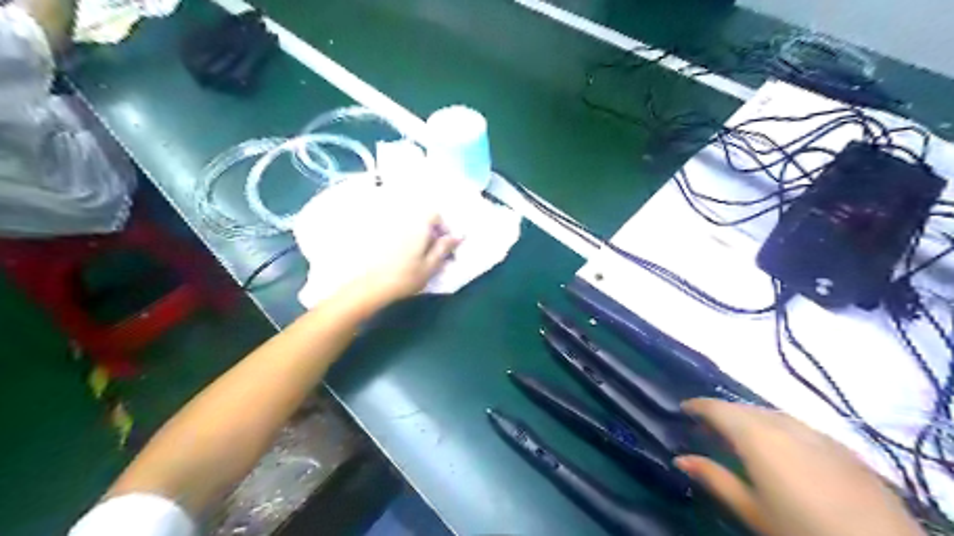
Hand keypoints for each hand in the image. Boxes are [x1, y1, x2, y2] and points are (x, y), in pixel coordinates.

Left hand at [350, 211, 460, 307]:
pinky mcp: (377, 236)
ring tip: (418, 258)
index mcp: (418, 226)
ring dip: (417, 238)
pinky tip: (402, 258)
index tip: (445, 245)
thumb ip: (444, 248)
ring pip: (409, 228)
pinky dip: (404, 241)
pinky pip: (397, 233)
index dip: (443, 228)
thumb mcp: (431, 265)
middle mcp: (403, 222)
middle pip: (422, 220)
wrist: (370, 286)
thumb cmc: (405, 277)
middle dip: (431, 233)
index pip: (435, 215)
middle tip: (433, 255)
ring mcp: (389, 228)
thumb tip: (459, 235)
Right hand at [670, 398, 924, 534]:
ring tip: (739, 434)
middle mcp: (783, 424)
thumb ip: (714, 479)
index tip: (682, 408)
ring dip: (749, 418)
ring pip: (771, 414)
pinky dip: (777, 428)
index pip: (717, 408)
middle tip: (706, 426)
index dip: (697, 405)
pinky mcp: (841, 447)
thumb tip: (680, 459)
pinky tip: (782, 447)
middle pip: (744, 408)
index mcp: (756, 436)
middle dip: (722, 412)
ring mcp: (816, 433)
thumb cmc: (802, 530)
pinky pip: (798, 425)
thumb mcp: (752, 510)